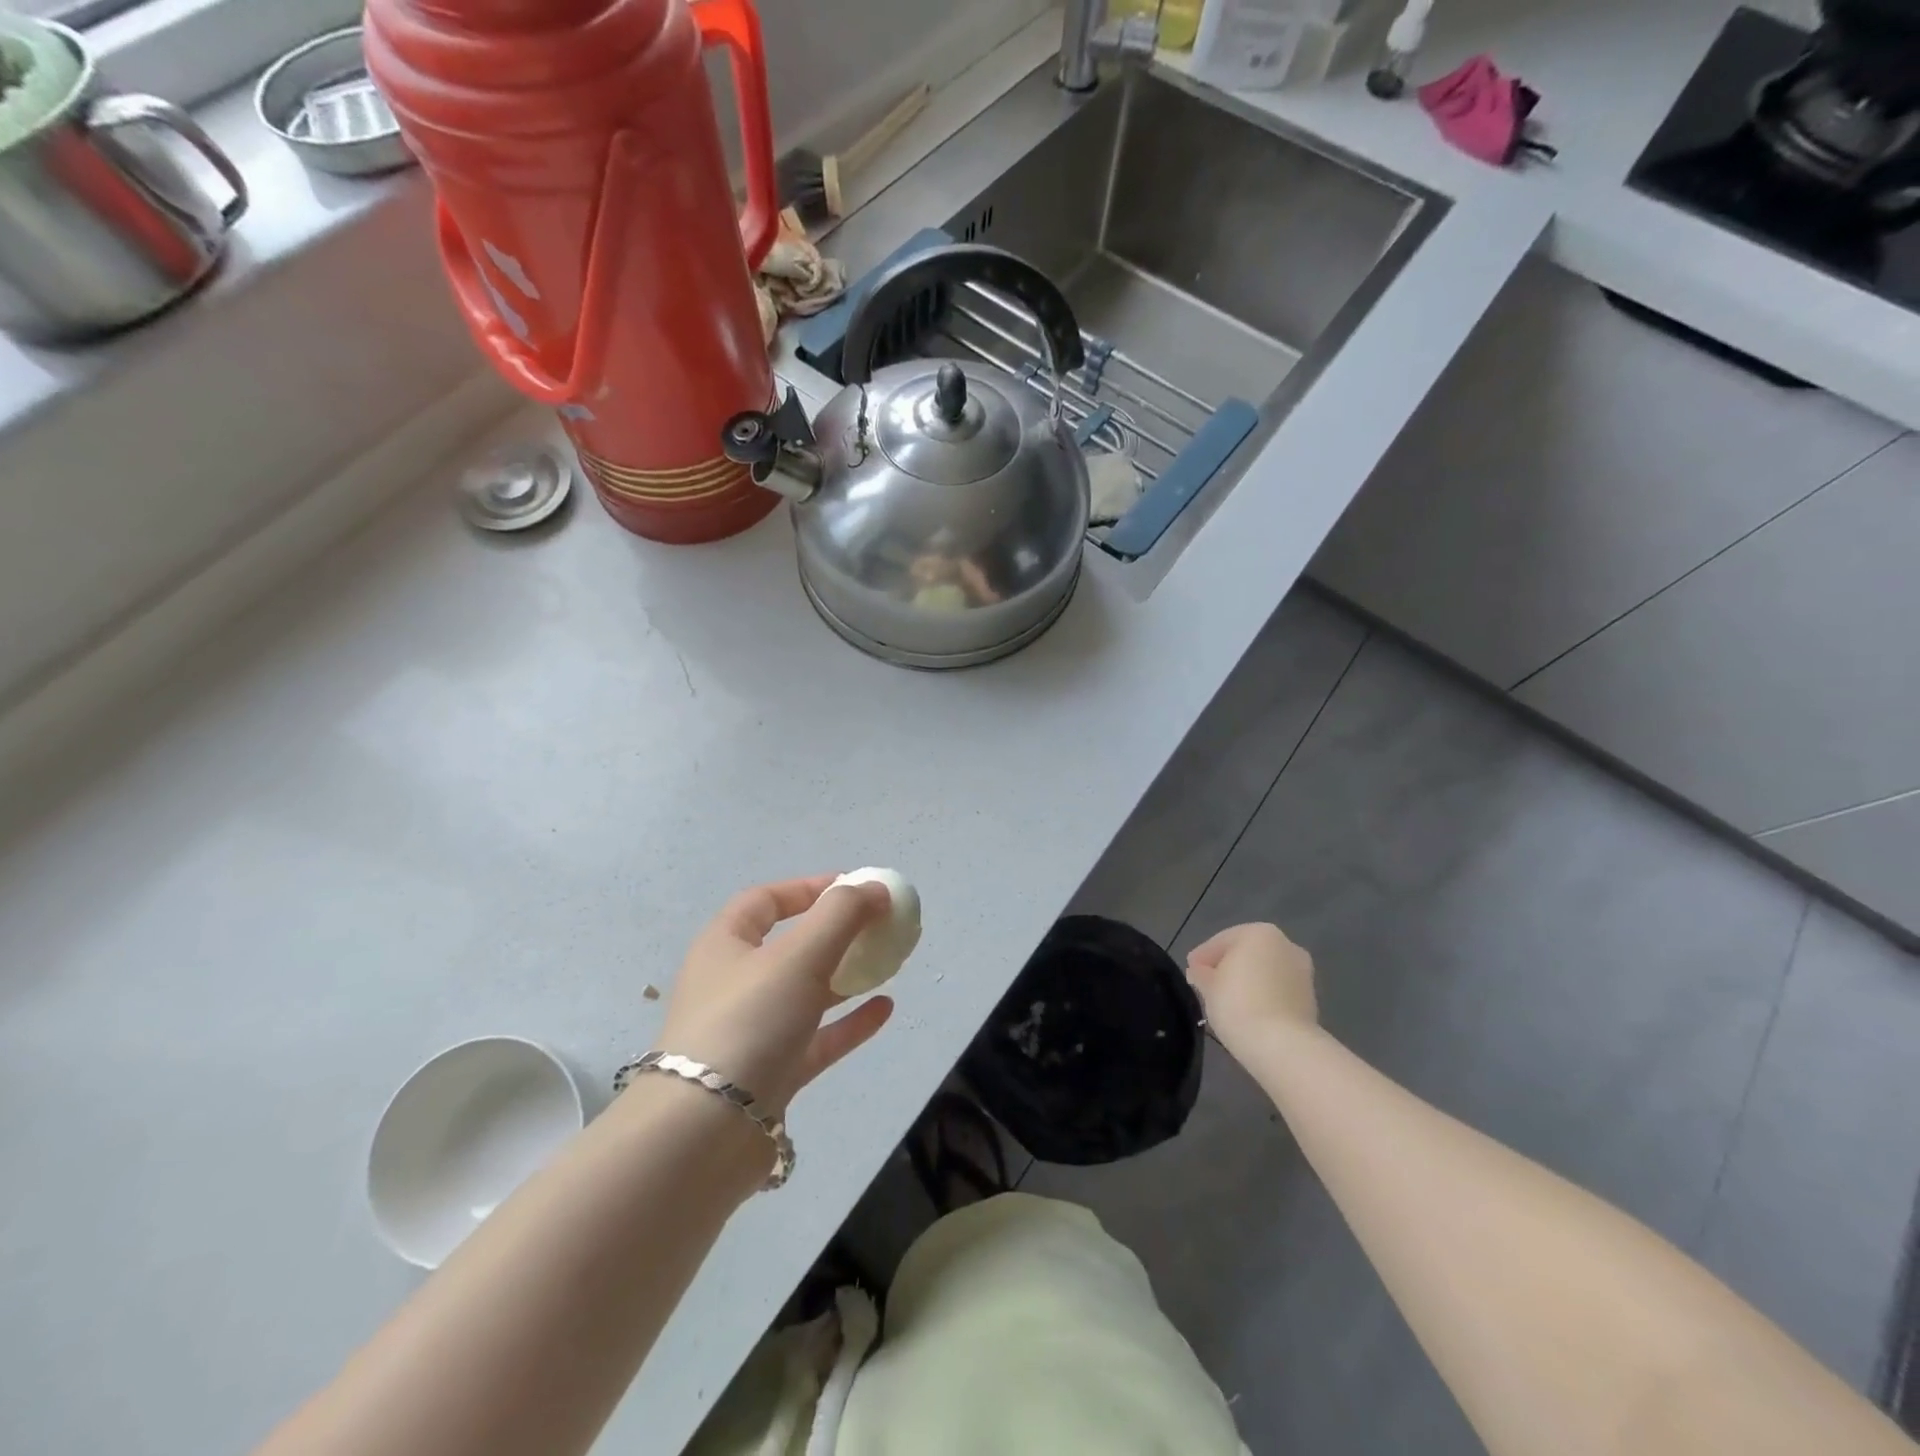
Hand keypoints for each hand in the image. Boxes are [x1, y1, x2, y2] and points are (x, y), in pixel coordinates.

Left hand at [658, 876, 895, 1116]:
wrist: (704, 1135)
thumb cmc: (748, 1023)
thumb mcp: (798, 956)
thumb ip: (841, 915)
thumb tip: (874, 888)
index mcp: (725, 946)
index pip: (765, 901)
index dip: (808, 888)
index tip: (853, 886)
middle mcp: (734, 984)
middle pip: (790, 945)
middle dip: (836, 933)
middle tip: (878, 927)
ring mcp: (752, 1032)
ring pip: (806, 992)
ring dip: (847, 975)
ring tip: (888, 963)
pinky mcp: (771, 1074)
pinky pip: (817, 1038)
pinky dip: (849, 1021)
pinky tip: (885, 1009)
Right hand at [1185, 922, 1318, 1059]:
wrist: (1283, 1046)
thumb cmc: (1238, 1003)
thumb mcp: (1208, 985)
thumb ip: (1202, 973)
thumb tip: (1200, 972)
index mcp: (1259, 933)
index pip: (1222, 941)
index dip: (1203, 956)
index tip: (1190, 973)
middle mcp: (1286, 945)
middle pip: (1247, 954)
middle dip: (1228, 967)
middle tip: (1207, 986)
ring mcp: (1302, 973)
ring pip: (1265, 973)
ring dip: (1247, 982)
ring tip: (1227, 1002)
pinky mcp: (1310, 1000)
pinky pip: (1278, 992)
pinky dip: (1263, 997)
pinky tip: (1248, 1012)